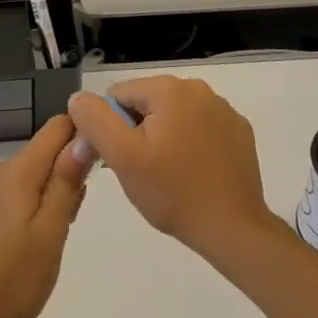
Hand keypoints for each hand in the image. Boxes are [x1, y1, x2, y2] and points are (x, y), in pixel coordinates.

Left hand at [0, 115, 86, 317]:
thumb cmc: (12, 280)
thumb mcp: (51, 234)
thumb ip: (66, 183)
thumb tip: (83, 136)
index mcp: (18, 172)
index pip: (55, 129)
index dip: (78, 137)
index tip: (93, 167)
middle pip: (39, 157)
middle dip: (61, 177)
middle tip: (68, 224)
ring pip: (19, 180)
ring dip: (40, 197)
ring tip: (42, 244)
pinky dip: (16, 210)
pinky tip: (14, 248)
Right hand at [67, 76, 274, 264]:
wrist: (232, 229)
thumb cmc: (173, 192)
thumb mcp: (122, 157)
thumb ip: (95, 120)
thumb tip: (78, 98)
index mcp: (169, 88)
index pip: (119, 95)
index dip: (111, 127)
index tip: (119, 159)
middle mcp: (199, 88)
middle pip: (147, 103)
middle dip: (138, 132)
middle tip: (142, 171)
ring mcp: (223, 109)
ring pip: (174, 115)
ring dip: (164, 137)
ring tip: (168, 175)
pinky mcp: (239, 131)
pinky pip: (201, 128)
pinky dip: (192, 143)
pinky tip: (194, 173)